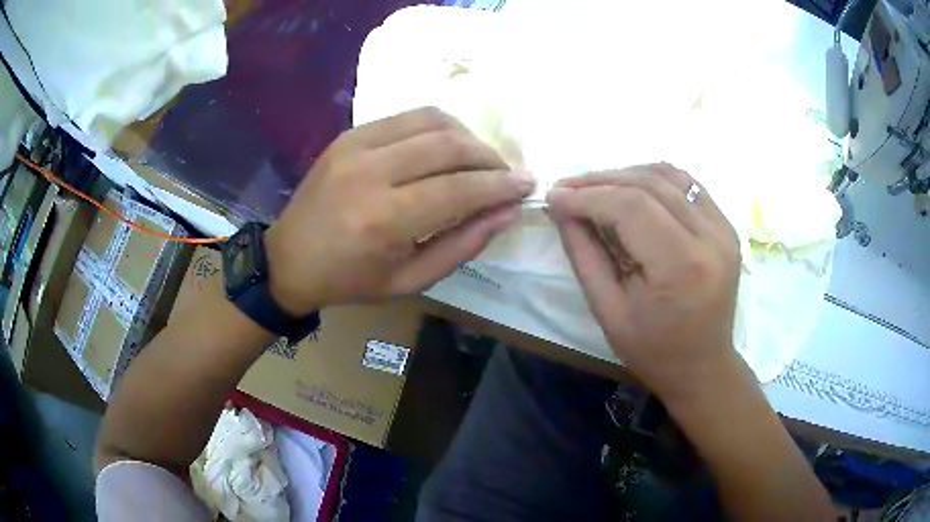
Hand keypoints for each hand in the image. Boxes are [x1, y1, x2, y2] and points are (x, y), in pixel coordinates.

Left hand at [264, 107, 534, 315]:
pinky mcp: (349, 134)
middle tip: (505, 174)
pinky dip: (437, 127)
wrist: (288, 260)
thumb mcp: (410, 280)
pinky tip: (445, 147)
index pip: (459, 189)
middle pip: (449, 146)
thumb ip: (463, 245)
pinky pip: (407, 117)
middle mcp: (370, 172)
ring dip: (466, 136)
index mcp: (384, 220)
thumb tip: (507, 212)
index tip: (526, 185)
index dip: (500, 185)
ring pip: (431, 120)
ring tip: (478, 160)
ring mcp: (356, 145)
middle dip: (489, 157)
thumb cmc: (349, 280)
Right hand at [546, 164, 741, 403]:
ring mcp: (724, 229)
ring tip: (596, 187)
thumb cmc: (652, 350)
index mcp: (681, 267)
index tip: (555, 197)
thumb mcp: (607, 311)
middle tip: (567, 188)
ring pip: (670, 176)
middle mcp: (710, 238)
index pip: (631, 207)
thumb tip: (561, 207)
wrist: (702, 366)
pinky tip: (631, 188)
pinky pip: (688, 185)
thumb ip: (583, 253)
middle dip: (601, 181)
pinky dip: (655, 179)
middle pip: (649, 184)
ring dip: (627, 174)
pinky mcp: (727, 226)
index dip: (588, 196)